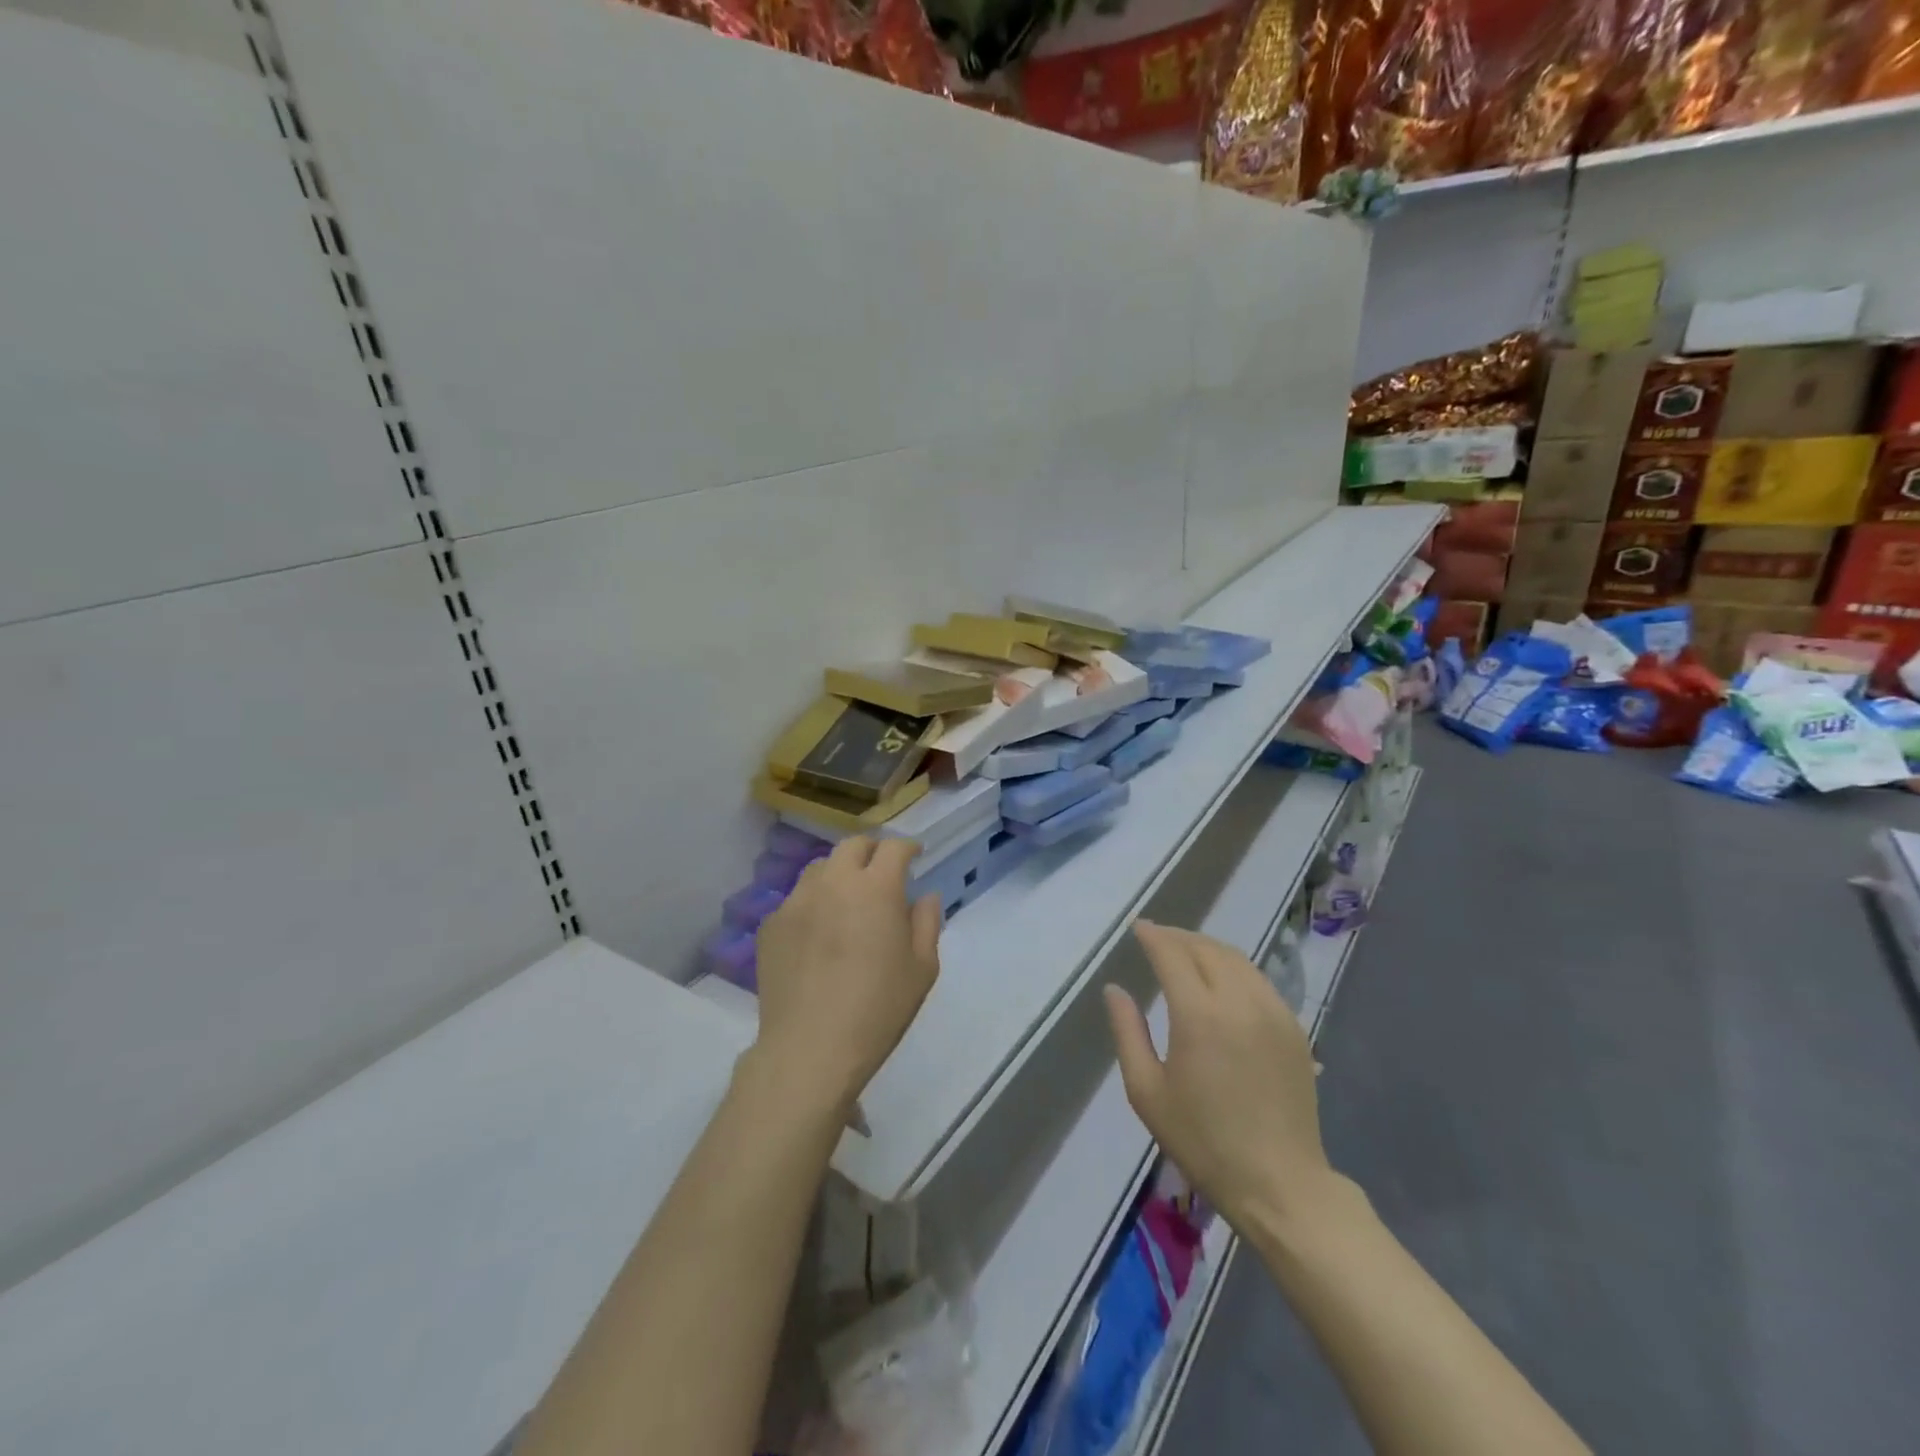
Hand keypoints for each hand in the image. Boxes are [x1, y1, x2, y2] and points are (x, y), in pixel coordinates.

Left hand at [752, 836, 941, 1118]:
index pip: (893, 848)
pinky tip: (818, 934)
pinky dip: (813, 904)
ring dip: (839, 874)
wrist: (810, 1049)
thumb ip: (927, 922)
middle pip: (852, 846)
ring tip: (847, 900)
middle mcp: (833, 883)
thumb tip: (924, 896)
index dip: (908, 847)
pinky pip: (796, 900)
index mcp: (876, 888)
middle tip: (882, 872)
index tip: (915, 856)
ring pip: (820, 869)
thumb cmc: (878, 1009)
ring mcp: (796, 901)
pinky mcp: (771, 925)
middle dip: (872, 851)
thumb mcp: (922, 969)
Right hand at [1104, 921, 1334, 1229]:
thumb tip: (1114, 989)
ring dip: (1207, 947)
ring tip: (1186, 951)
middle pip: (1206, 949)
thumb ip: (1127, 1032)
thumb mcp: (1147, 1091)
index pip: (1172, 955)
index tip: (1137, 927)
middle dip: (1178, 937)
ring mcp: (1273, 1012)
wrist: (1280, 1184)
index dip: (1153, 936)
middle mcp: (1239, 1001)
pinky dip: (1233, 967)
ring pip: (1236, 959)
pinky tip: (1221, 979)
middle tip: (1157, 937)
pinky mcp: (1293, 1028)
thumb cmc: (1203, 1141)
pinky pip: (1258, 980)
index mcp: (1199, 1016)